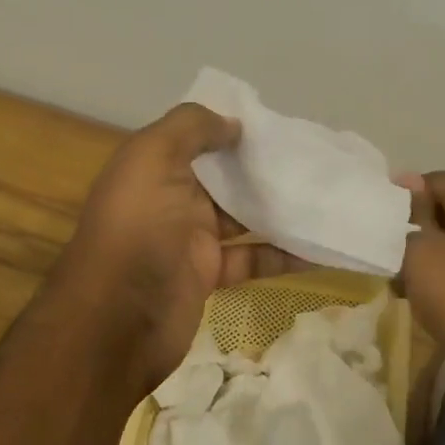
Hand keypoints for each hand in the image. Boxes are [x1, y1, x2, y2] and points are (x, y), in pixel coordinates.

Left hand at [51, 103, 297, 384]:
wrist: (118, 321)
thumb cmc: (137, 229)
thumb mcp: (152, 158)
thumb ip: (190, 128)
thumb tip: (234, 124)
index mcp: (154, 168)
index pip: (196, 138)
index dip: (230, 129)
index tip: (276, 125)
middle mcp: (171, 200)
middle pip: (224, 177)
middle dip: (262, 167)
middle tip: (312, 158)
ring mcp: (190, 240)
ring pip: (243, 217)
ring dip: (279, 209)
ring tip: (326, 195)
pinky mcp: (210, 276)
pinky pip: (254, 258)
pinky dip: (284, 254)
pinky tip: (320, 246)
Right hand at [399, 171, 444, 398]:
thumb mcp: (422, 254)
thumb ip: (411, 216)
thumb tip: (409, 183)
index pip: (436, 179)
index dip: (404, 194)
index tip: (379, 223)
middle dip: (419, 227)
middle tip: (388, 253)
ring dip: (436, 257)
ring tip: (406, 281)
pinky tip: (438, 303)